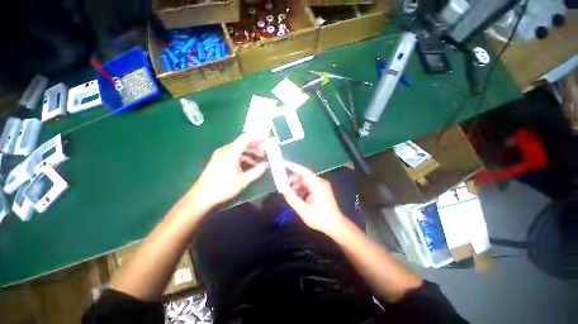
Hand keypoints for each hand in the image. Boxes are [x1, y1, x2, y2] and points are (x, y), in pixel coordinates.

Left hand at [191, 133, 267, 208]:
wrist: (202, 196)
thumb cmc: (223, 188)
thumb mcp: (243, 181)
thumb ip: (256, 171)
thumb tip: (266, 165)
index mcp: (231, 153)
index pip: (245, 138)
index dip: (256, 138)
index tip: (266, 140)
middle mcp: (225, 150)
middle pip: (242, 143)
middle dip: (255, 147)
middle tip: (264, 154)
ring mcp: (220, 154)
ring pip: (238, 148)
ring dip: (249, 153)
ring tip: (258, 160)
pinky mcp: (218, 159)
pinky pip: (233, 153)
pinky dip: (242, 156)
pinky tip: (248, 164)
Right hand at [282, 161, 346, 237]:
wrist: (336, 225)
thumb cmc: (320, 219)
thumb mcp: (304, 211)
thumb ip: (292, 199)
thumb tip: (283, 189)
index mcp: (317, 185)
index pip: (303, 171)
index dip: (292, 166)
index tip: (282, 163)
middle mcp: (320, 182)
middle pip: (304, 175)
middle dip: (293, 179)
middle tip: (284, 185)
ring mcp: (321, 185)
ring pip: (305, 181)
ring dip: (297, 186)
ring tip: (292, 195)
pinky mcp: (321, 189)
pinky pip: (308, 186)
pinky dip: (302, 189)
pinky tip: (298, 197)